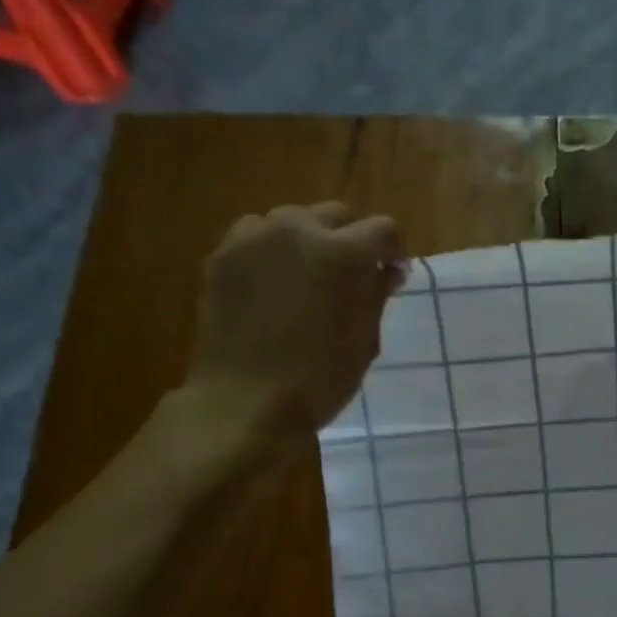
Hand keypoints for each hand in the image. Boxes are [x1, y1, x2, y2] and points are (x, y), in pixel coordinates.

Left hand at [187, 202, 405, 436]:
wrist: (246, 401)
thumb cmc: (320, 378)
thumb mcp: (364, 340)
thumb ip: (376, 295)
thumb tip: (387, 271)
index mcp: (343, 253)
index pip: (383, 230)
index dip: (394, 251)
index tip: (393, 275)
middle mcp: (297, 230)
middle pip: (337, 215)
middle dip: (352, 239)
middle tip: (354, 277)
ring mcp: (253, 238)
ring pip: (293, 220)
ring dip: (310, 241)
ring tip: (310, 278)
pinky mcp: (222, 254)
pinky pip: (257, 237)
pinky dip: (274, 252)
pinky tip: (275, 285)